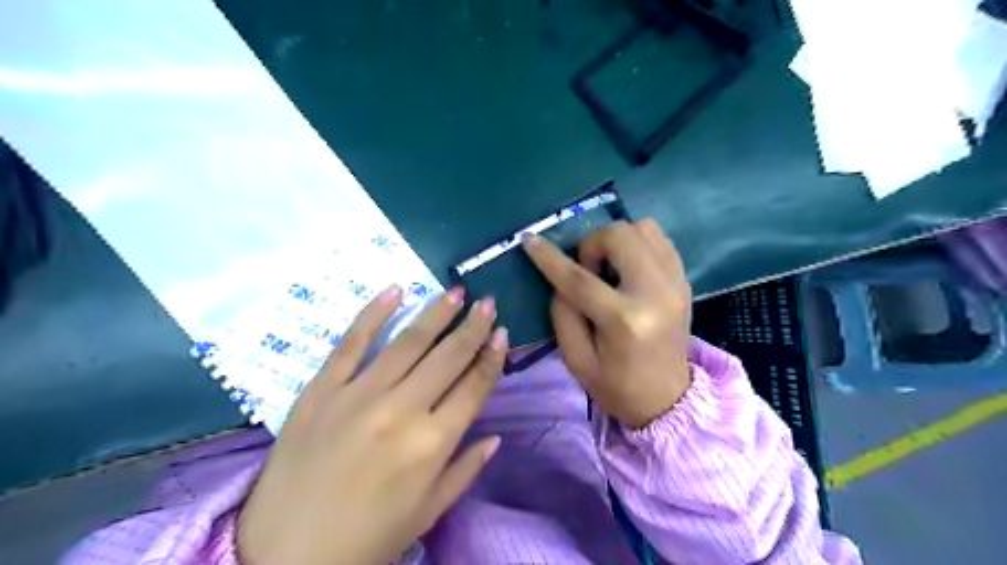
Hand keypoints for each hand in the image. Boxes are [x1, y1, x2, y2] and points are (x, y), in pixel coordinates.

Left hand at [234, 287, 501, 564]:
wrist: (283, 556)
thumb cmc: (366, 539)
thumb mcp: (427, 512)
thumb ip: (466, 470)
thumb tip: (495, 436)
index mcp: (432, 444)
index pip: (473, 387)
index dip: (491, 357)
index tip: (502, 332)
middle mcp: (401, 411)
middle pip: (447, 357)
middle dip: (472, 327)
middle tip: (487, 301)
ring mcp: (358, 395)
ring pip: (407, 342)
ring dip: (435, 313)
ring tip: (455, 292)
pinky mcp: (321, 389)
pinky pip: (351, 343)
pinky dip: (373, 313)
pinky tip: (395, 290)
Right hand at [524, 216, 688, 428]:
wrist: (668, 400)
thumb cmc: (616, 386)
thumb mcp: (576, 359)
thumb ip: (562, 313)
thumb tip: (561, 277)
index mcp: (624, 321)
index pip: (579, 278)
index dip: (549, 257)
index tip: (529, 240)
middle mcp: (655, 293)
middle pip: (620, 235)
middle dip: (592, 244)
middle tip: (588, 270)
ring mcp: (675, 283)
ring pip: (644, 228)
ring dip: (617, 240)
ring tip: (609, 267)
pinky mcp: (684, 281)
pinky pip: (659, 240)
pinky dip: (637, 244)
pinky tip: (627, 267)